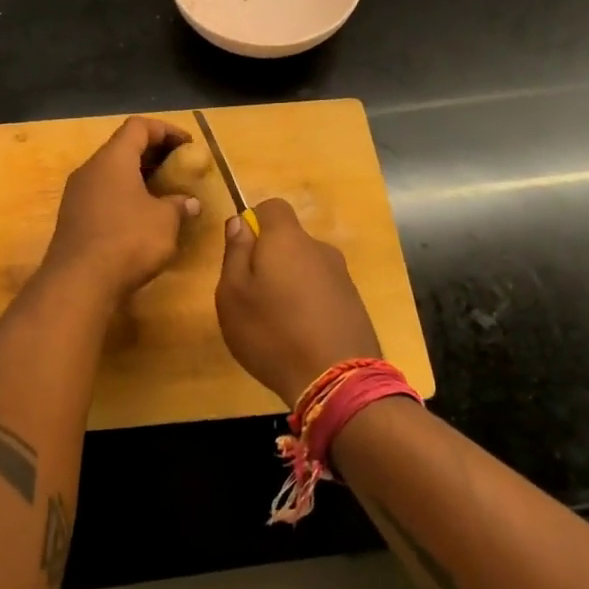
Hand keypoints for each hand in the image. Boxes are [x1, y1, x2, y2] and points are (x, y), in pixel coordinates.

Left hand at [41, 117, 201, 299]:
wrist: (78, 283)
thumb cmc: (128, 240)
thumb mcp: (165, 221)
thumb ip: (179, 205)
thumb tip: (190, 202)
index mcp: (113, 158)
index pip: (138, 126)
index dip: (166, 130)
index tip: (188, 145)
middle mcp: (91, 168)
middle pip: (123, 147)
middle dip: (154, 154)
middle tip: (179, 167)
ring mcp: (77, 193)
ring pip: (112, 172)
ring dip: (138, 177)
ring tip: (164, 193)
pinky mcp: (73, 217)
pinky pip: (103, 194)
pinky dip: (124, 196)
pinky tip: (141, 217)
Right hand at [215, 198, 380, 407]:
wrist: (338, 381)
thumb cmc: (272, 332)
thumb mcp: (233, 294)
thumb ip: (235, 252)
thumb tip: (240, 222)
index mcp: (287, 239)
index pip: (272, 207)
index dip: (255, 222)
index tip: (242, 251)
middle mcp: (319, 248)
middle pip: (289, 240)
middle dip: (270, 259)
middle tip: (253, 295)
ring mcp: (342, 276)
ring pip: (306, 268)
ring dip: (290, 284)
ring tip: (277, 323)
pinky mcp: (355, 304)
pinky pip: (323, 292)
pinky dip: (310, 305)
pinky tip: (300, 337)